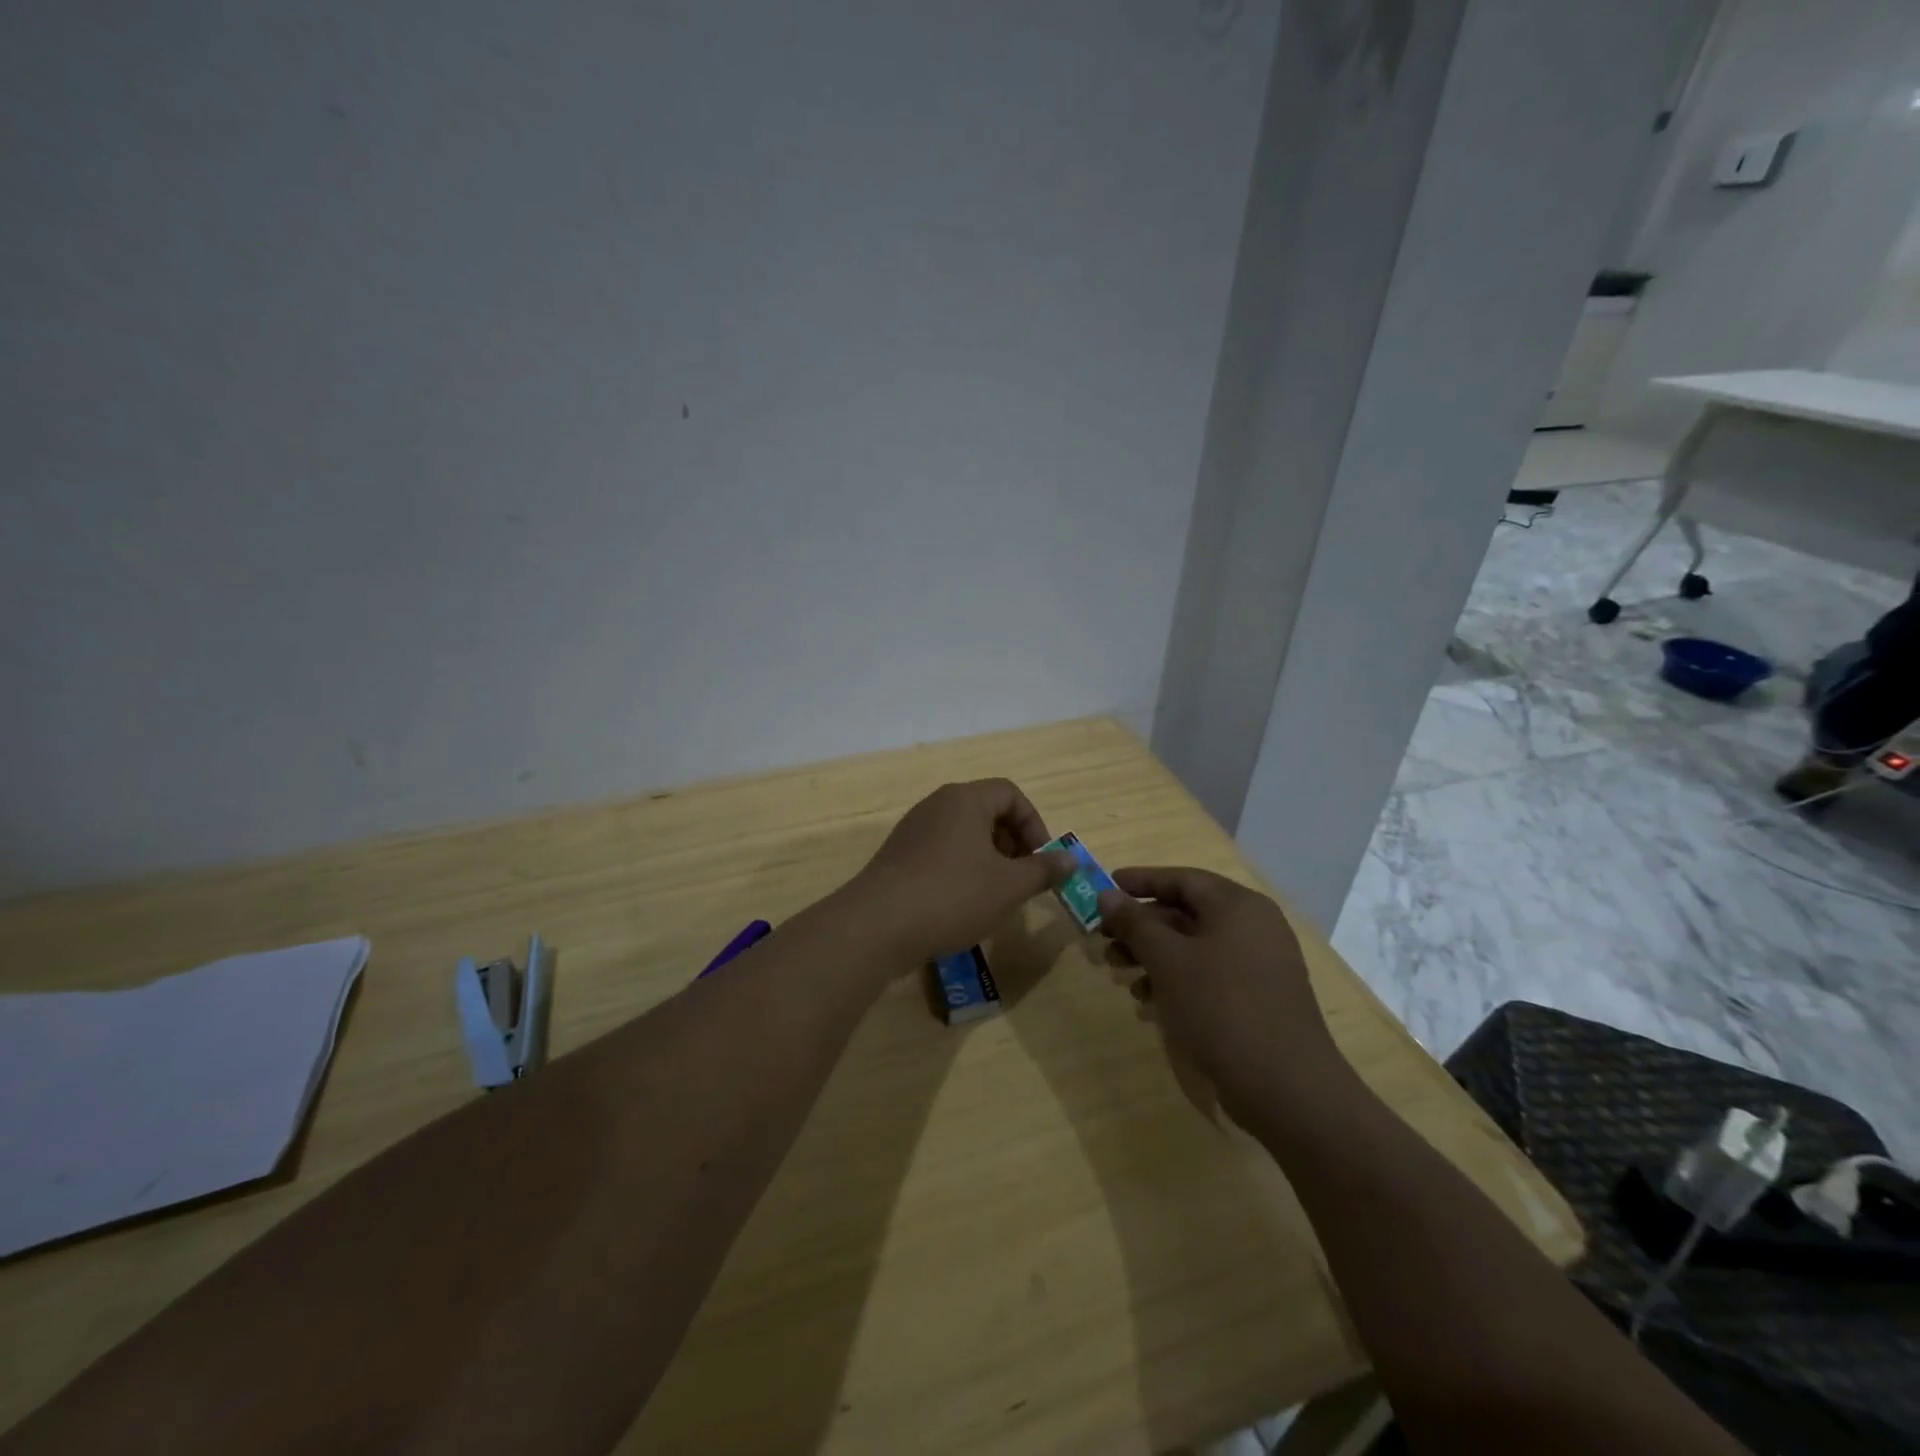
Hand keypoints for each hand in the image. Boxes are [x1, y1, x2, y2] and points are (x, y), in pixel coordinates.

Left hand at [844, 780, 1073, 964]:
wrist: (878, 925)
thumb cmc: (953, 896)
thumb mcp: (1009, 886)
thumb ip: (1043, 869)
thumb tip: (1070, 859)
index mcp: (965, 799)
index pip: (1010, 793)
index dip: (1034, 823)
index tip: (1041, 859)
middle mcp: (937, 805)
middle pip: (986, 810)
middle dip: (1012, 842)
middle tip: (1022, 878)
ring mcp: (913, 829)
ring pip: (963, 833)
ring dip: (987, 858)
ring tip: (995, 895)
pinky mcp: (898, 855)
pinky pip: (940, 851)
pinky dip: (960, 869)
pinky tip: (962, 904)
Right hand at [1096, 867, 1344, 1116]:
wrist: (1286, 1088)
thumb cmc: (1222, 1008)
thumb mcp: (1168, 960)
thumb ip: (1135, 923)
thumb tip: (1107, 895)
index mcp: (1238, 906)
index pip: (1182, 879)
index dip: (1141, 880)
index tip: (1105, 886)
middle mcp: (1253, 927)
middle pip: (1186, 913)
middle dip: (1141, 926)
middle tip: (1103, 938)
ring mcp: (1259, 964)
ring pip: (1194, 947)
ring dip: (1153, 956)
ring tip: (1119, 973)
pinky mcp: (1257, 998)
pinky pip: (1209, 975)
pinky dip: (1176, 981)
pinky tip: (1148, 1003)